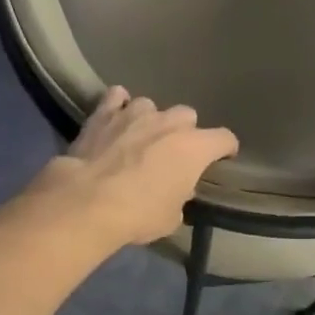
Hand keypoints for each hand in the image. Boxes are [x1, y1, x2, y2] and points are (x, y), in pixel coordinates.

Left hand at [29, 87, 239, 247]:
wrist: (88, 201)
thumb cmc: (138, 214)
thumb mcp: (171, 217)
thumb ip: (180, 196)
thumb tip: (177, 188)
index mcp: (194, 148)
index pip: (224, 138)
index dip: (225, 149)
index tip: (222, 157)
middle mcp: (169, 122)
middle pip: (187, 116)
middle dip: (183, 132)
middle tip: (172, 152)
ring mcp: (135, 113)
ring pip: (151, 106)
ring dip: (149, 120)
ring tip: (139, 137)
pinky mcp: (103, 113)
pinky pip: (116, 98)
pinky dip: (117, 106)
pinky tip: (114, 117)